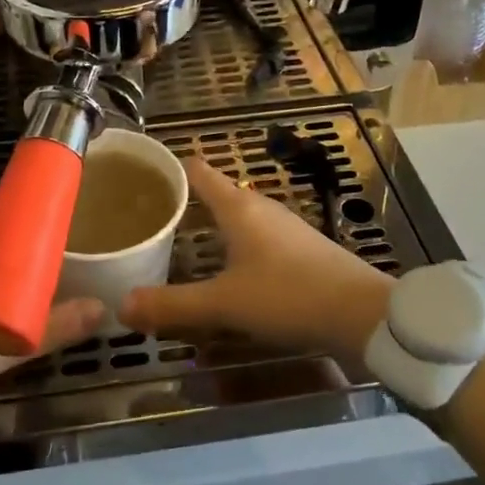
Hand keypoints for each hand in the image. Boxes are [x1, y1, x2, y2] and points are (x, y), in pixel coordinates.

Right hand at [118, 158, 393, 367]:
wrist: (363, 314)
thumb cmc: (288, 295)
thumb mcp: (224, 304)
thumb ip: (173, 305)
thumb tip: (121, 306)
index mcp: (239, 207)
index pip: (198, 171)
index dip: (170, 169)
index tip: (141, 177)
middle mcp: (260, 208)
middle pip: (217, 192)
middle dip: (186, 201)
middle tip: (150, 217)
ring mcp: (285, 228)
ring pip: (238, 217)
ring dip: (211, 226)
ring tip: (181, 242)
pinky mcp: (301, 250)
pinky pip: (256, 238)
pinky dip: (234, 246)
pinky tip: (227, 270)